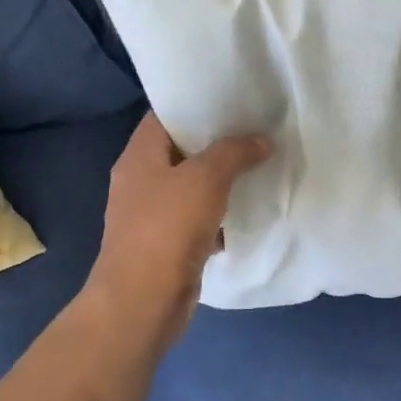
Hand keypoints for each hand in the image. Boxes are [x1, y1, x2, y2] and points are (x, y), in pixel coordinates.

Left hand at [85, 113, 272, 348]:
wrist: (143, 301)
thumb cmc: (167, 229)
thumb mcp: (205, 179)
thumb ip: (234, 153)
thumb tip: (261, 141)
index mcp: (139, 156)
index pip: (165, 116)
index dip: (196, 105)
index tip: (233, 100)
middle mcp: (141, 181)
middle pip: (182, 151)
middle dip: (218, 143)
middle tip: (257, 130)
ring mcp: (152, 215)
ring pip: (193, 187)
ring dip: (223, 181)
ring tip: (261, 165)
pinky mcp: (167, 245)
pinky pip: (198, 220)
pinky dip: (220, 215)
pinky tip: (249, 211)